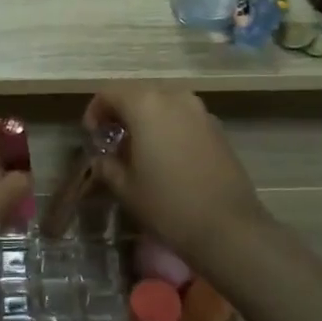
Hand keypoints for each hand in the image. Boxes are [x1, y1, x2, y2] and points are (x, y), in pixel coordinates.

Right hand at [83, 87, 265, 258]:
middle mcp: (173, 97)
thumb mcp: (125, 188)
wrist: (228, 227)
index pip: (109, 93)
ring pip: (162, 102)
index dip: (95, 112)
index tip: (93, 137)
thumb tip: (102, 158)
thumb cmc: (168, 205)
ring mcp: (199, 110)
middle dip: (120, 112)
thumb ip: (107, 165)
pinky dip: (168, 125)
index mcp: (145, 104)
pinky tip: (166, 155)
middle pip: (136, 93)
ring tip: (139, 147)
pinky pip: (182, 115)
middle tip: (112, 141)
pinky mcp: (216, 127)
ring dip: (145, 117)